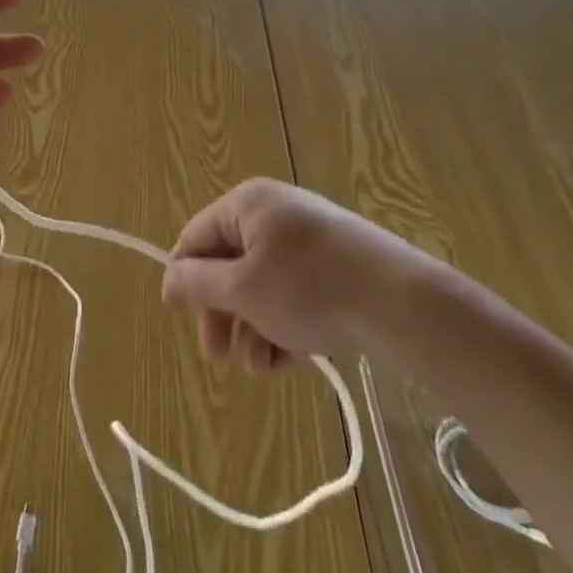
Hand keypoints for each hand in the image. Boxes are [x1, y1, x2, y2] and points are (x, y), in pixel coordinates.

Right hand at [160, 178, 427, 371]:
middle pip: (230, 263)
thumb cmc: (309, 288)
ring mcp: (309, 238)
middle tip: (221, 357)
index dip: (183, 278)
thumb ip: (198, 283)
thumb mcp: (243, 289)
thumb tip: (169, 278)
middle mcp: (274, 212)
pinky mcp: (338, 265)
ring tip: (262, 368)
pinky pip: (295, 291)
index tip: (178, 319)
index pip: (196, 237)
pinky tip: (289, 360)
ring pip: (263, 284)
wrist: (403, 304)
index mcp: (246, 203)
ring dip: (254, 327)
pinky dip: (285, 323)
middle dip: (223, 313)